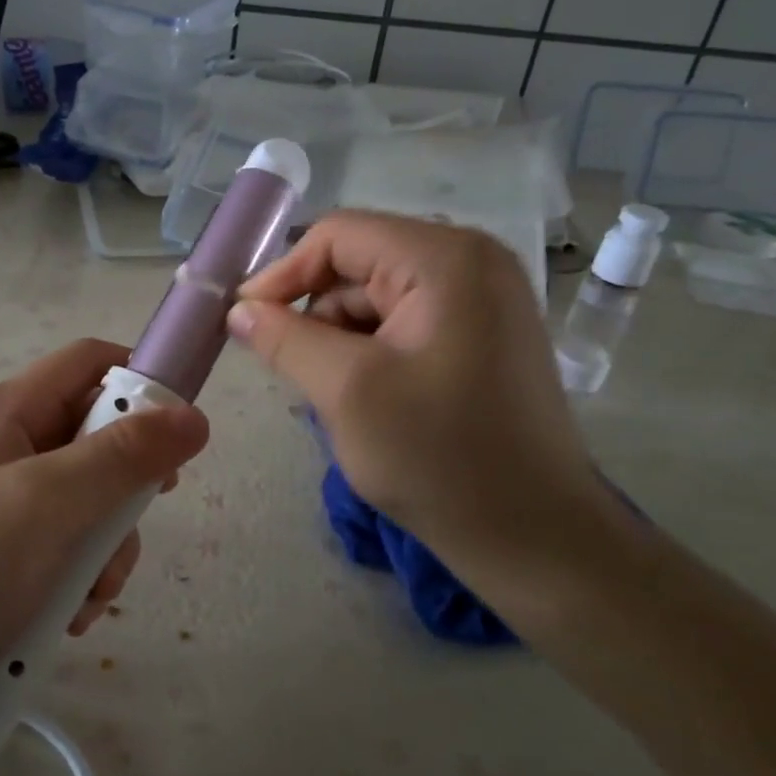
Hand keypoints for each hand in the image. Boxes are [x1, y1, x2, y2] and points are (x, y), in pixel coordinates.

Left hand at [0, 338, 209, 693]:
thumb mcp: (52, 502)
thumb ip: (125, 456)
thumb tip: (195, 417)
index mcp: (14, 408)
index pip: (92, 361)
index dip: (141, 381)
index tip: (178, 431)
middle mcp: (15, 440)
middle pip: (101, 435)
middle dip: (125, 487)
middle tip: (133, 521)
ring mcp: (13, 494)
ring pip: (94, 497)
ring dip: (106, 547)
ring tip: (90, 592)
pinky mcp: (14, 543)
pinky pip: (72, 541)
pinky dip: (82, 574)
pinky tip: (69, 612)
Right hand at [228, 212, 612, 598]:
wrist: (537, 538)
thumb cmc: (440, 458)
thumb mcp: (345, 391)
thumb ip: (283, 339)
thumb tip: (238, 310)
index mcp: (445, 258)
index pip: (338, 236)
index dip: (283, 275)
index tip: (244, 323)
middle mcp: (471, 261)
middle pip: (358, 263)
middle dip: (315, 313)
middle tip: (287, 367)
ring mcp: (483, 298)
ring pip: (377, 296)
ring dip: (341, 338)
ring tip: (334, 394)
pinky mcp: (482, 334)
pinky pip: (404, 321)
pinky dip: (370, 352)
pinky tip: (366, 398)